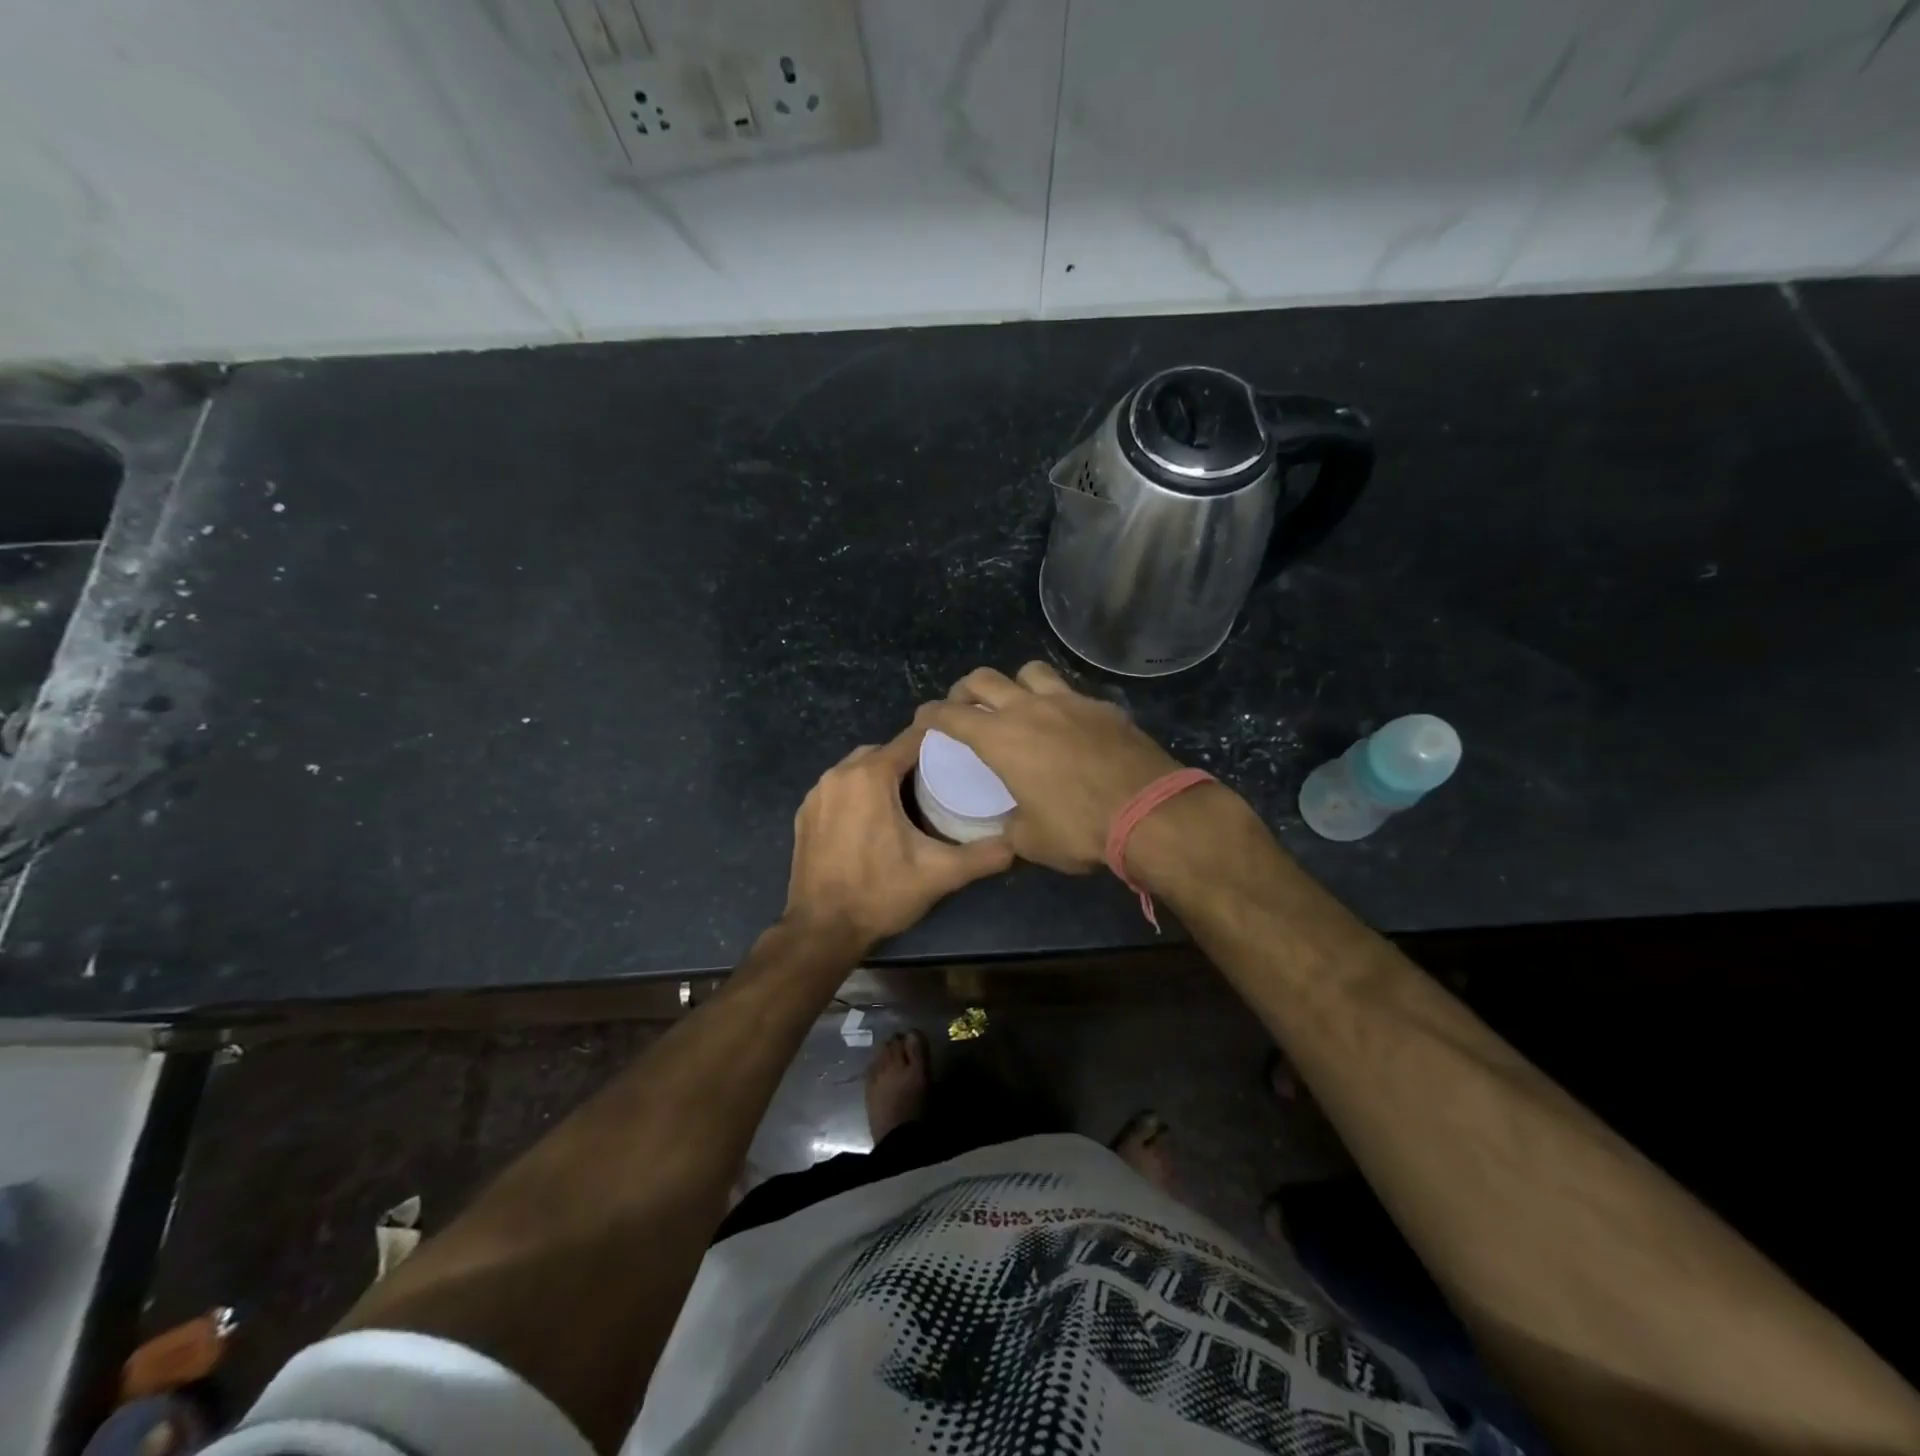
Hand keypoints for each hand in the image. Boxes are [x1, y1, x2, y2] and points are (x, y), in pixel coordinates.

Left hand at [785, 718, 1013, 947]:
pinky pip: (838, 789)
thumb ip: (983, 856)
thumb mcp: (939, 874)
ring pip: (858, 769)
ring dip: (881, 777)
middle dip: (909, 761)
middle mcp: (839, 774)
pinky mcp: (804, 814)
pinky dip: (857, 794)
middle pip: (883, 751)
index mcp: (870, 776)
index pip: (911, 739)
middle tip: (938, 781)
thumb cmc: (880, 894)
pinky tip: (873, 820)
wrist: (821, 930)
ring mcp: (816, 794)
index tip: (960, 751)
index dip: (938, 741)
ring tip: (909, 800)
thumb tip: (1019, 844)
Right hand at [919, 662, 1184, 873]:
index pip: (951, 715)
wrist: (1149, 812)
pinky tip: (1068, 726)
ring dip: (1015, 683)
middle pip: (985, 678)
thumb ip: (1011, 826)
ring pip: (1031, 671)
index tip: (924, 719)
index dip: (931, 715)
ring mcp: (1070, 701)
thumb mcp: (1031, 840)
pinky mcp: (1103, 706)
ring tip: (1018, 704)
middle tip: (965, 705)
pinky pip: (1071, 693)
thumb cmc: (1079, 828)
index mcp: (1001, 738)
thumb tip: (1011, 824)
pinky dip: (1059, 703)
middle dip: (966, 689)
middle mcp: (1030, 708)